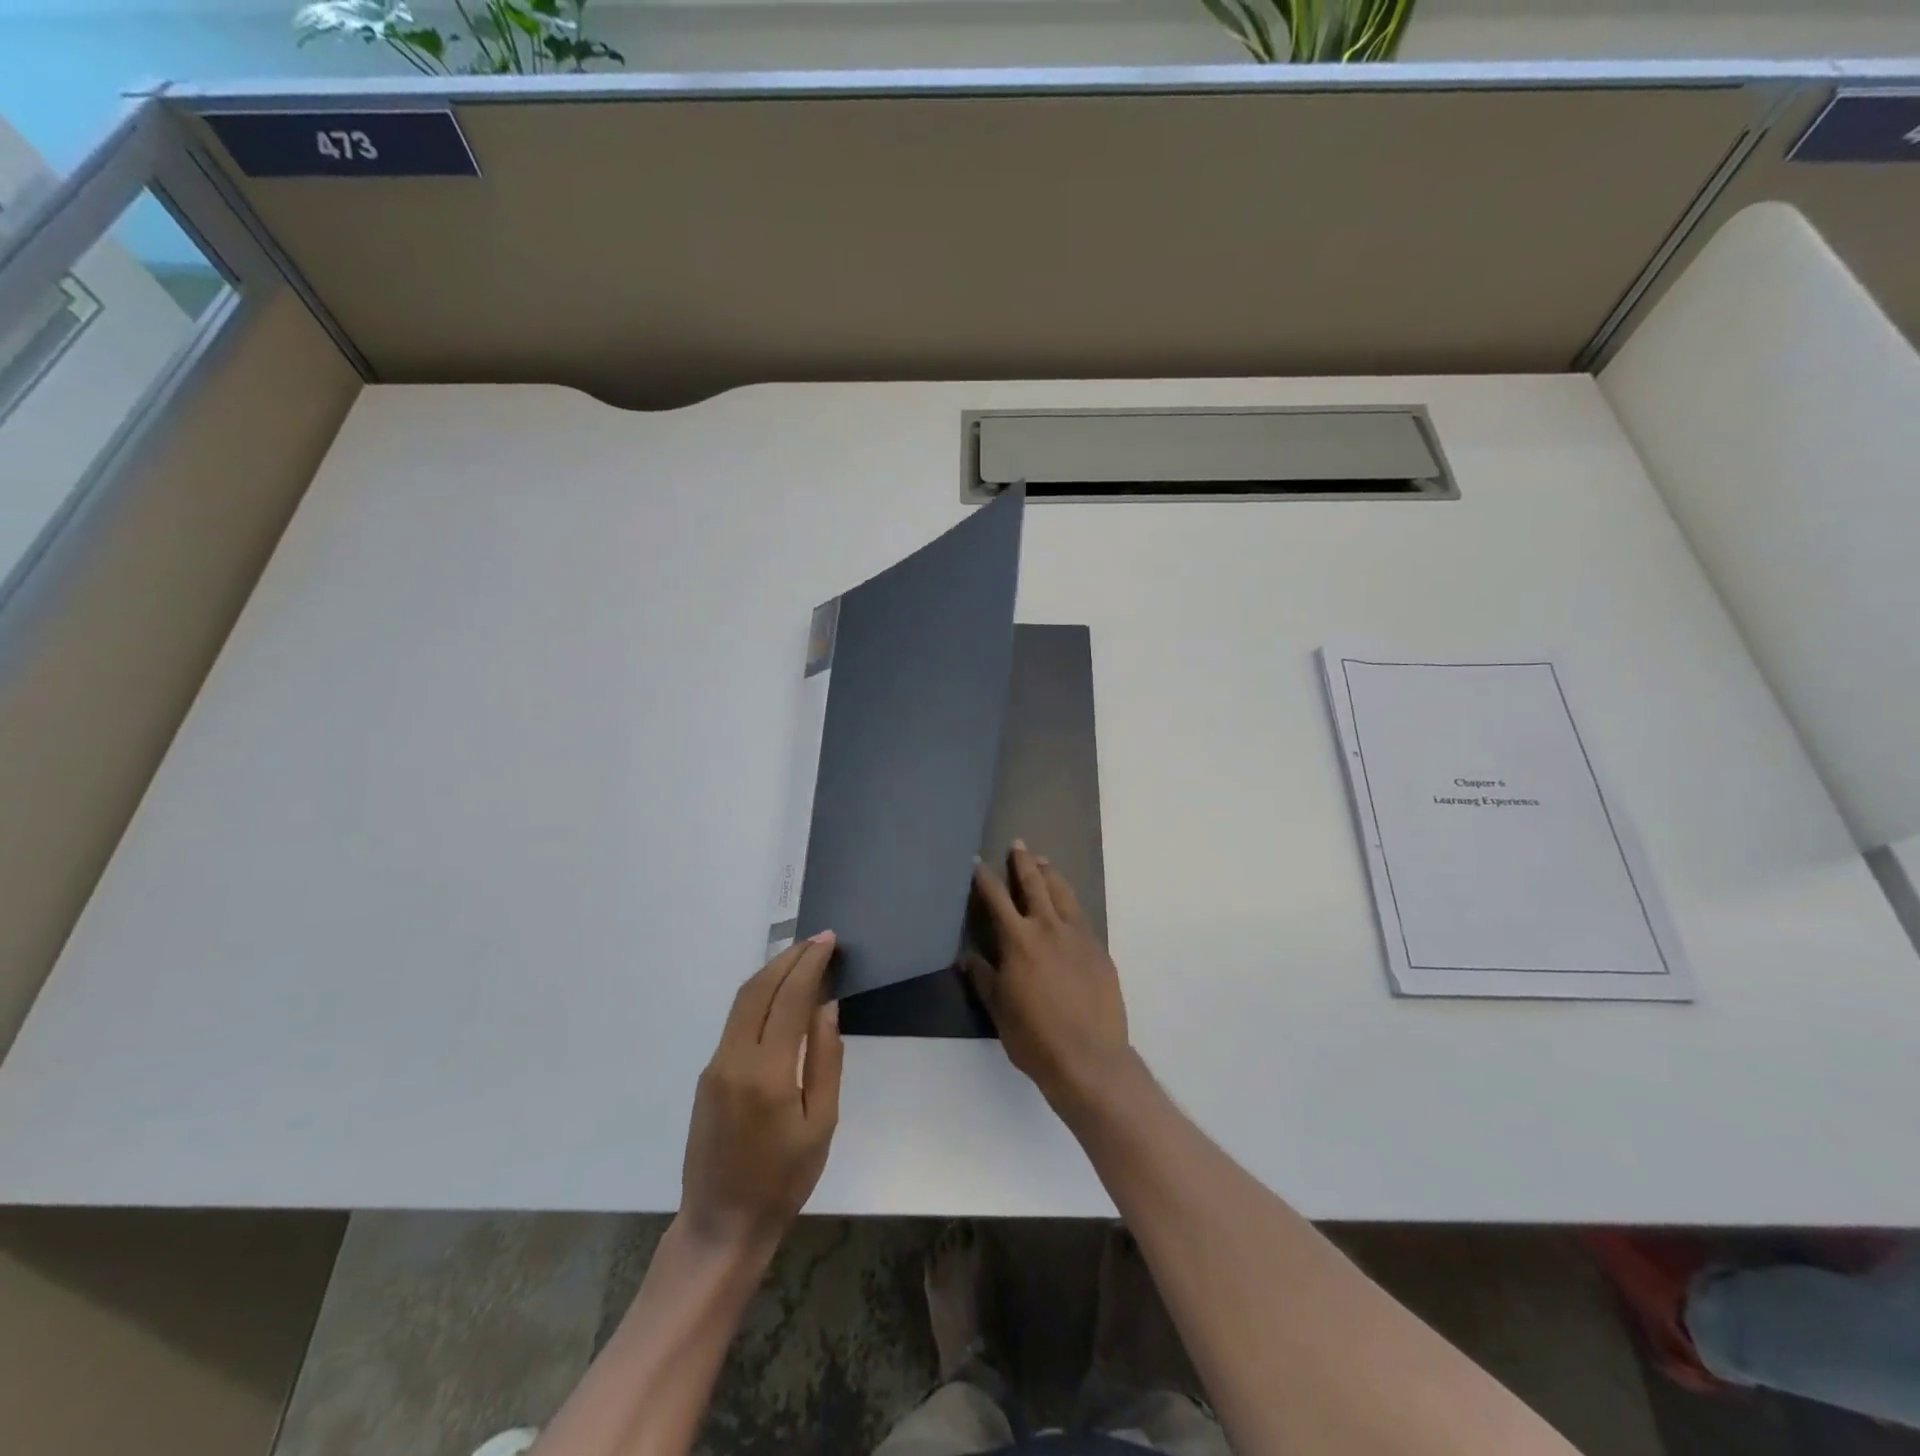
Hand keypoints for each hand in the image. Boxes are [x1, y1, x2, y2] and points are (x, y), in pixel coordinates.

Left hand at [681, 933, 843, 1255]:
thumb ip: (826, 1060)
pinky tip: (780, 995)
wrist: (721, 1225)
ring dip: (772, 972)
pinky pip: (736, 1021)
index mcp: (767, 1072)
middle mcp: (734, 1059)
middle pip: (759, 989)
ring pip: (743, 1001)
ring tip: (802, 957)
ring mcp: (715, 1066)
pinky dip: (760, 996)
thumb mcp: (821, 1124)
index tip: (829, 941)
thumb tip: (826, 1007)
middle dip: (789, 958)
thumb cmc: (783, 1180)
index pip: (790, 998)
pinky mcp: (707, 1075)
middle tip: (818, 941)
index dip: (810, 964)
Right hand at [967, 843, 1131, 1108]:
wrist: (1090, 1058)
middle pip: (1035, 885)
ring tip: (1044, 863)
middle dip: (1024, 863)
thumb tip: (967, 958)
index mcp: (1019, 940)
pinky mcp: (1099, 950)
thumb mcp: (999, 1009)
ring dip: (1051, 875)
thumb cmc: (1035, 1037)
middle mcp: (1048, 928)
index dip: (985, 878)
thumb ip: (984, 978)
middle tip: (1019, 845)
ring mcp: (1079, 937)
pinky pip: (1082, 916)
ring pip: (1063, 894)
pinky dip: (1071, 903)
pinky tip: (1068, 905)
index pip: (997, 899)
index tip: (977, 861)